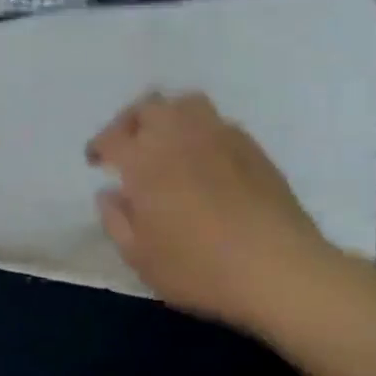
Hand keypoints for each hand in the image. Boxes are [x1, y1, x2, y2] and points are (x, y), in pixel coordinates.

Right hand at [87, 91, 333, 328]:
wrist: (278, 270)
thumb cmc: (197, 268)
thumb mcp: (140, 257)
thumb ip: (116, 220)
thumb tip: (109, 194)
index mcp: (145, 161)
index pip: (112, 137)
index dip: (99, 145)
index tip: (96, 162)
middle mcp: (181, 137)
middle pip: (149, 106)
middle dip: (130, 122)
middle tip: (127, 147)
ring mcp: (221, 137)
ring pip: (187, 105)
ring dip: (168, 117)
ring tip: (165, 144)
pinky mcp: (253, 149)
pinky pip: (218, 124)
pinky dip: (200, 133)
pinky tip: (203, 161)